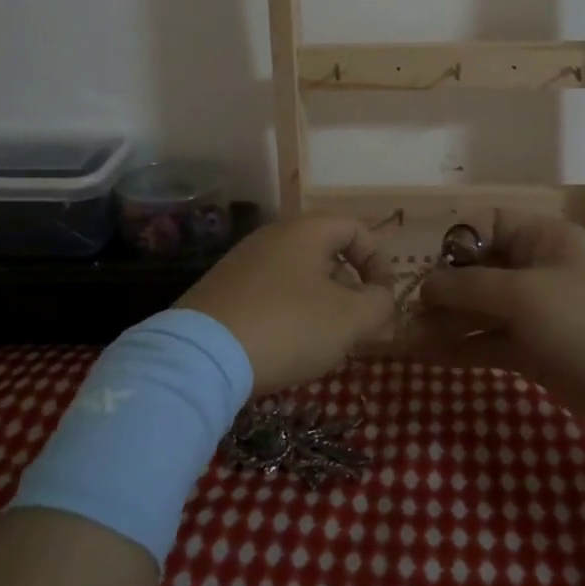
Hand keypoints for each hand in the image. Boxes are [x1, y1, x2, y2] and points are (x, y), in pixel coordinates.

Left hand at [177, 215, 395, 394]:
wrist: (202, 357)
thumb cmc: (288, 327)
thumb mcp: (349, 319)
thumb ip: (379, 303)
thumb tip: (382, 296)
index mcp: (306, 230)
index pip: (356, 228)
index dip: (379, 260)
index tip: (383, 297)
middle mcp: (272, 236)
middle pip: (326, 252)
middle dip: (349, 288)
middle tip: (356, 325)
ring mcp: (242, 262)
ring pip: (298, 276)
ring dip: (320, 304)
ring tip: (323, 343)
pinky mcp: (220, 291)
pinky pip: (269, 294)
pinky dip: (288, 314)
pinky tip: (285, 347)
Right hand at [410, 210, 584, 448]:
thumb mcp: (526, 295)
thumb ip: (471, 287)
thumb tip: (426, 284)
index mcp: (542, 239)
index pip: (487, 225)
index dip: (453, 241)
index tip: (419, 264)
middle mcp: (536, 270)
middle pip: (478, 270)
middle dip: (441, 287)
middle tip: (399, 307)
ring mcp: (536, 314)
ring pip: (480, 310)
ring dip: (445, 321)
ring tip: (402, 335)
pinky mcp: (536, 352)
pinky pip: (490, 343)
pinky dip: (461, 348)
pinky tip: (426, 356)